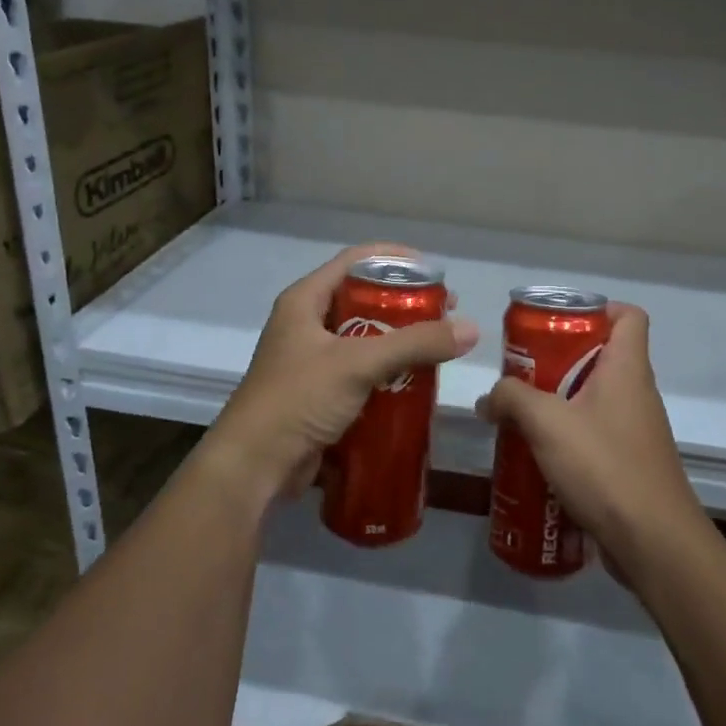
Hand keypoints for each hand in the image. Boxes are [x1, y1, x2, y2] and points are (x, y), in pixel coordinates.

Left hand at [199, 243, 478, 512]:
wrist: (254, 466)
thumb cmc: (299, 399)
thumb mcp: (359, 363)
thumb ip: (415, 344)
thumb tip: (471, 329)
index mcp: (305, 301)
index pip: (355, 261)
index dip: (395, 259)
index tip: (434, 270)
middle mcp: (306, 323)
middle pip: (363, 298)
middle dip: (404, 304)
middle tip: (444, 312)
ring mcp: (311, 360)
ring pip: (364, 337)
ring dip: (399, 340)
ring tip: (436, 346)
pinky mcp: (318, 393)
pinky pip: (360, 371)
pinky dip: (387, 371)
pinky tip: (416, 380)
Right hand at [475, 303, 703, 575]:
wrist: (653, 542)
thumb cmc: (605, 466)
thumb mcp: (547, 423)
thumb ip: (512, 399)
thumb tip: (489, 398)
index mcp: (627, 369)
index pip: (629, 316)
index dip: (598, 308)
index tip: (557, 322)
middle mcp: (637, 393)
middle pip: (602, 357)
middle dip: (559, 359)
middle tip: (522, 371)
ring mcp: (636, 431)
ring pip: (594, 400)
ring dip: (559, 402)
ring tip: (520, 414)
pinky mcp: (629, 464)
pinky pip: (595, 436)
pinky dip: (567, 438)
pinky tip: (537, 456)